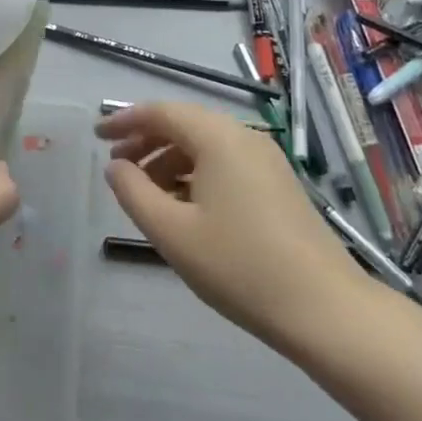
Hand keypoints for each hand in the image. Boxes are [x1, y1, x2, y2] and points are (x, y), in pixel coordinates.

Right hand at [98, 102, 356, 349]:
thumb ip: (134, 193)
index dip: (124, 120)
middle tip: (116, 167)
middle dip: (146, 141)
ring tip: (145, 194)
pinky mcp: (278, 185)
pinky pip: (226, 164)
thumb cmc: (239, 266)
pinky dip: (195, 175)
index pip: (161, 112)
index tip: (96, 136)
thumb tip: (115, 167)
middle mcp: (244, 137)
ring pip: (206, 146)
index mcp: (218, 138)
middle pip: (185, 125)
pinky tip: (184, 208)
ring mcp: (266, 160)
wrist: (325, 308)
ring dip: (169, 161)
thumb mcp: (172, 232)